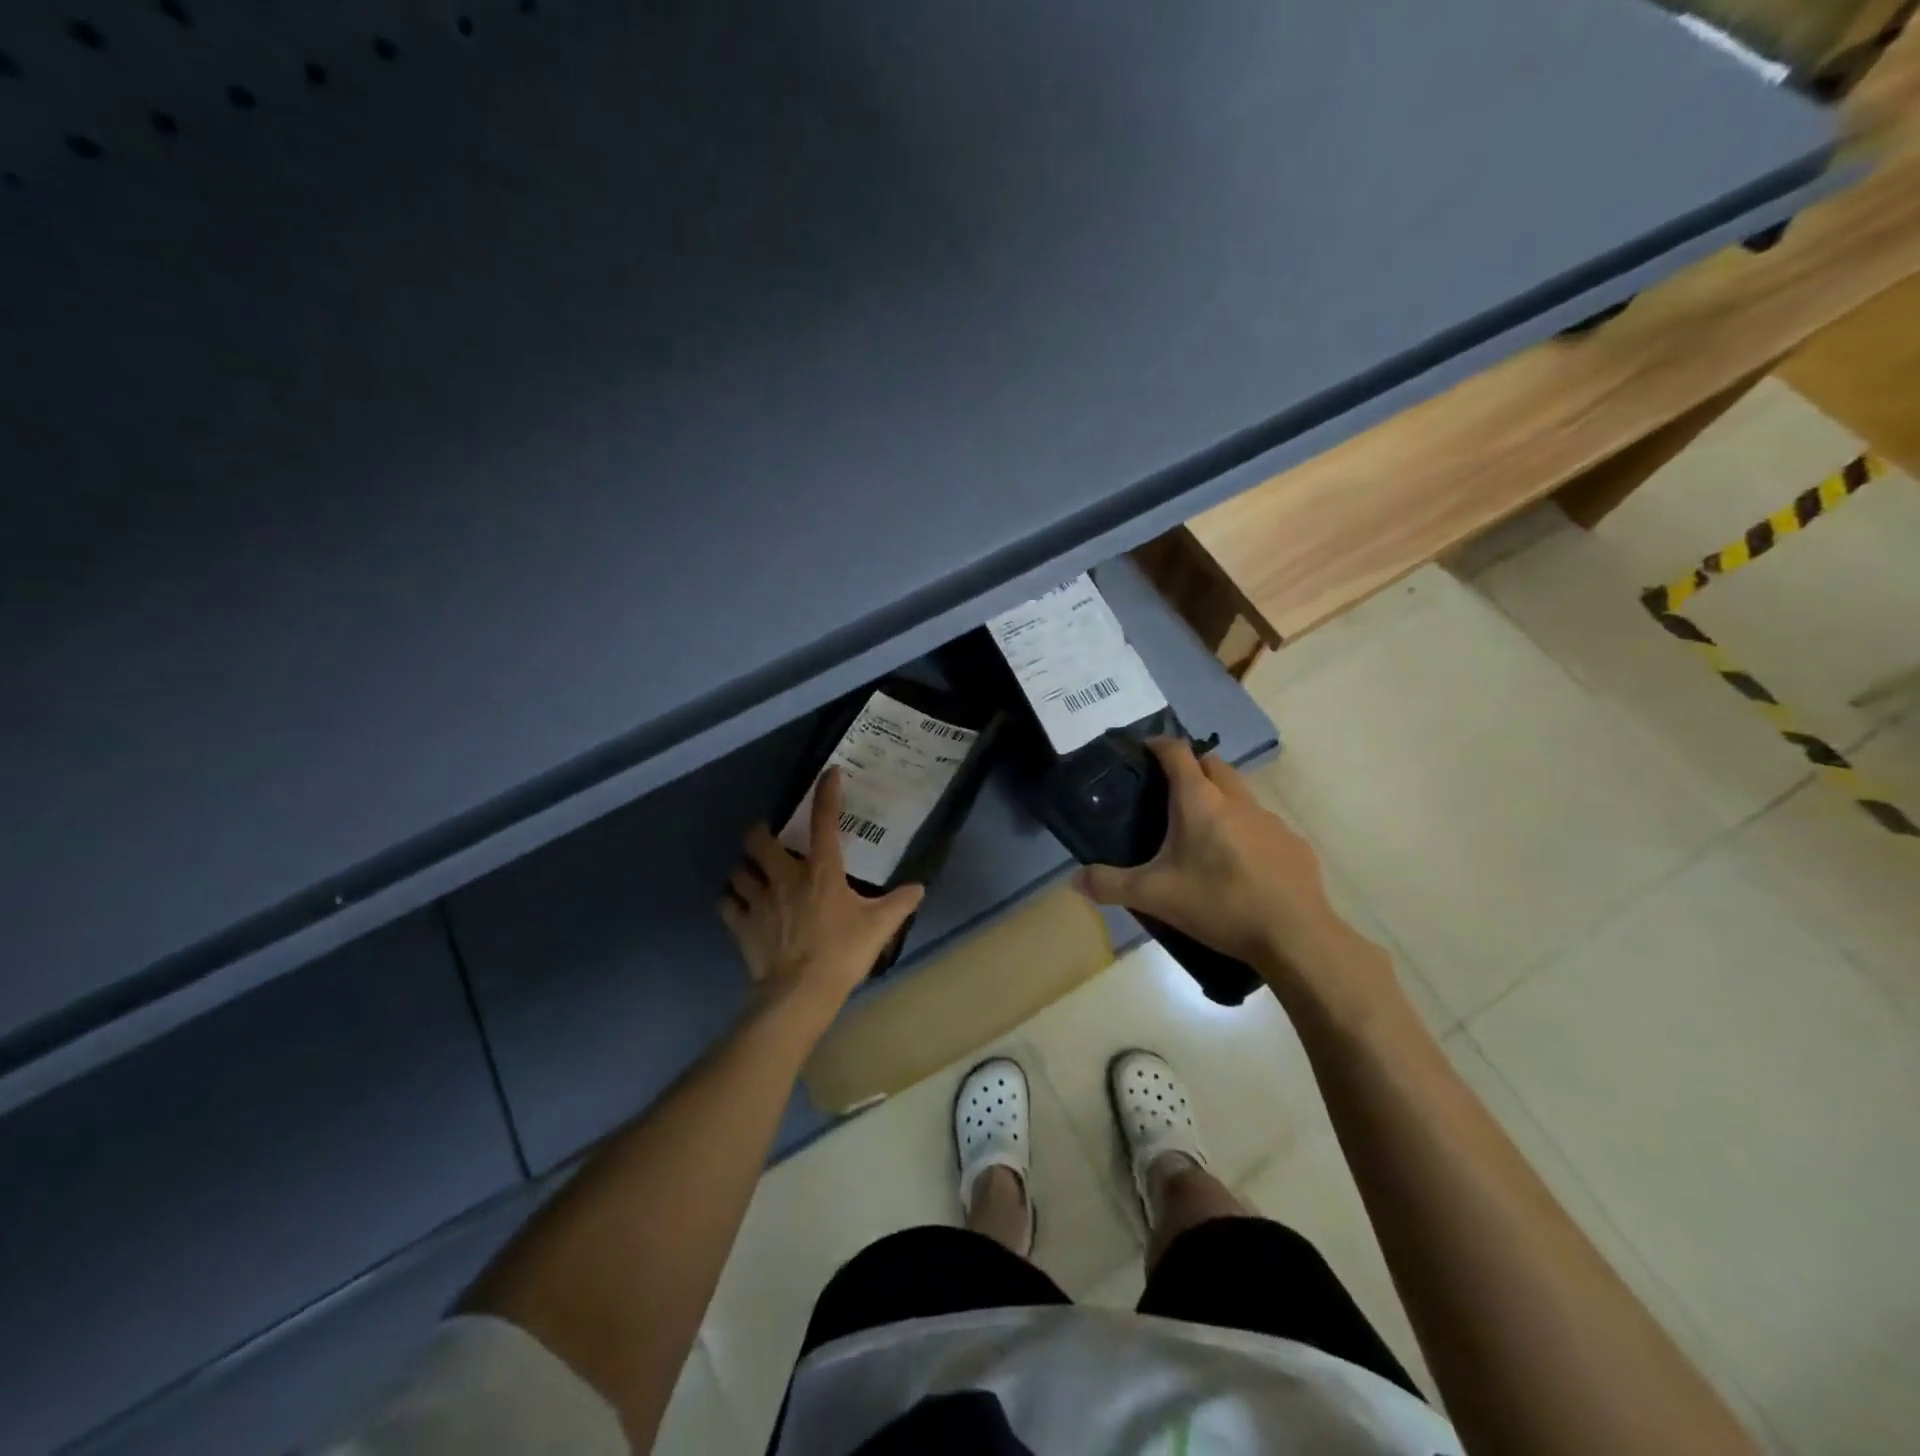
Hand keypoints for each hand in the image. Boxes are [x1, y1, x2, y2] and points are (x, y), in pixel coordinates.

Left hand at [719, 767, 925, 1025]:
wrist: (801, 993)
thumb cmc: (843, 953)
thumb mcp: (880, 927)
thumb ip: (900, 903)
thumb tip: (919, 888)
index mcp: (821, 871)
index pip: (824, 820)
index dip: (826, 792)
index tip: (829, 773)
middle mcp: (785, 877)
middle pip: (759, 840)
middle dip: (760, 833)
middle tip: (769, 839)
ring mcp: (759, 901)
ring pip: (738, 870)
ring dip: (744, 868)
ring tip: (752, 873)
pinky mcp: (742, 925)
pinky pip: (727, 904)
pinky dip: (731, 901)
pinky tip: (739, 905)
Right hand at [1072, 740, 1364, 990]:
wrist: (1294, 936)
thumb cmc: (1219, 904)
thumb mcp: (1154, 896)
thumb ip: (1110, 885)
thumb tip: (1075, 880)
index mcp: (1200, 801)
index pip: (1177, 753)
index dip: (1159, 745)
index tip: (1144, 750)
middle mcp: (1237, 800)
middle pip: (1213, 763)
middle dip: (1192, 766)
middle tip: (1171, 791)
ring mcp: (1270, 820)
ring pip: (1241, 794)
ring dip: (1221, 798)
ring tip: (1204, 831)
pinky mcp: (1293, 844)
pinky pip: (1264, 825)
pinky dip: (1247, 831)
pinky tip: (1241, 864)